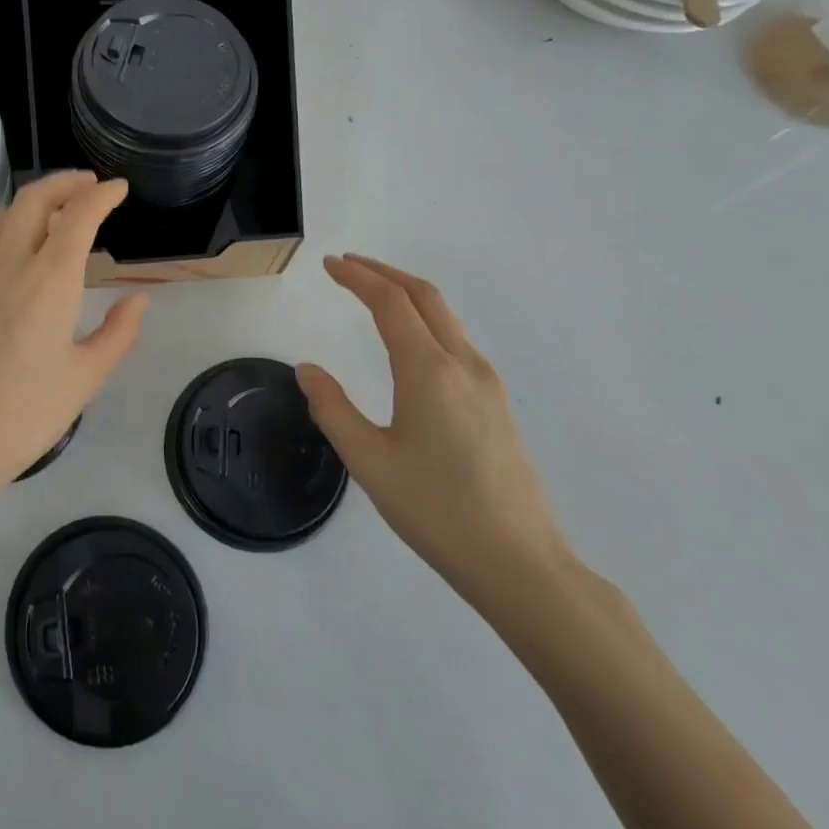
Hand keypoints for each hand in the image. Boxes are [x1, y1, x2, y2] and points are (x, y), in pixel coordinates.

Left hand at [0, 172, 147, 513]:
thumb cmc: (23, 415)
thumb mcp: (85, 378)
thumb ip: (119, 333)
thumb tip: (138, 299)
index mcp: (49, 279)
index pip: (79, 215)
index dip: (103, 195)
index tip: (119, 189)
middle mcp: (8, 262)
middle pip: (35, 198)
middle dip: (65, 183)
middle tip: (88, 186)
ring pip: (3, 215)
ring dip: (33, 202)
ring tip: (54, 215)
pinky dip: (3, 230)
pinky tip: (11, 253)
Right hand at [297, 254, 572, 608]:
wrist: (519, 562)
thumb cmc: (436, 511)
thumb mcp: (369, 462)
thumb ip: (333, 408)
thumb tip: (308, 370)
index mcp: (429, 371)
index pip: (390, 302)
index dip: (357, 277)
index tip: (329, 265)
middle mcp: (463, 364)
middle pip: (424, 295)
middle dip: (384, 272)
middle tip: (347, 266)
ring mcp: (487, 382)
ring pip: (445, 316)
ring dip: (406, 294)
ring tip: (372, 293)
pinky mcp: (497, 402)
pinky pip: (456, 339)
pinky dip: (425, 319)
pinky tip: (408, 341)